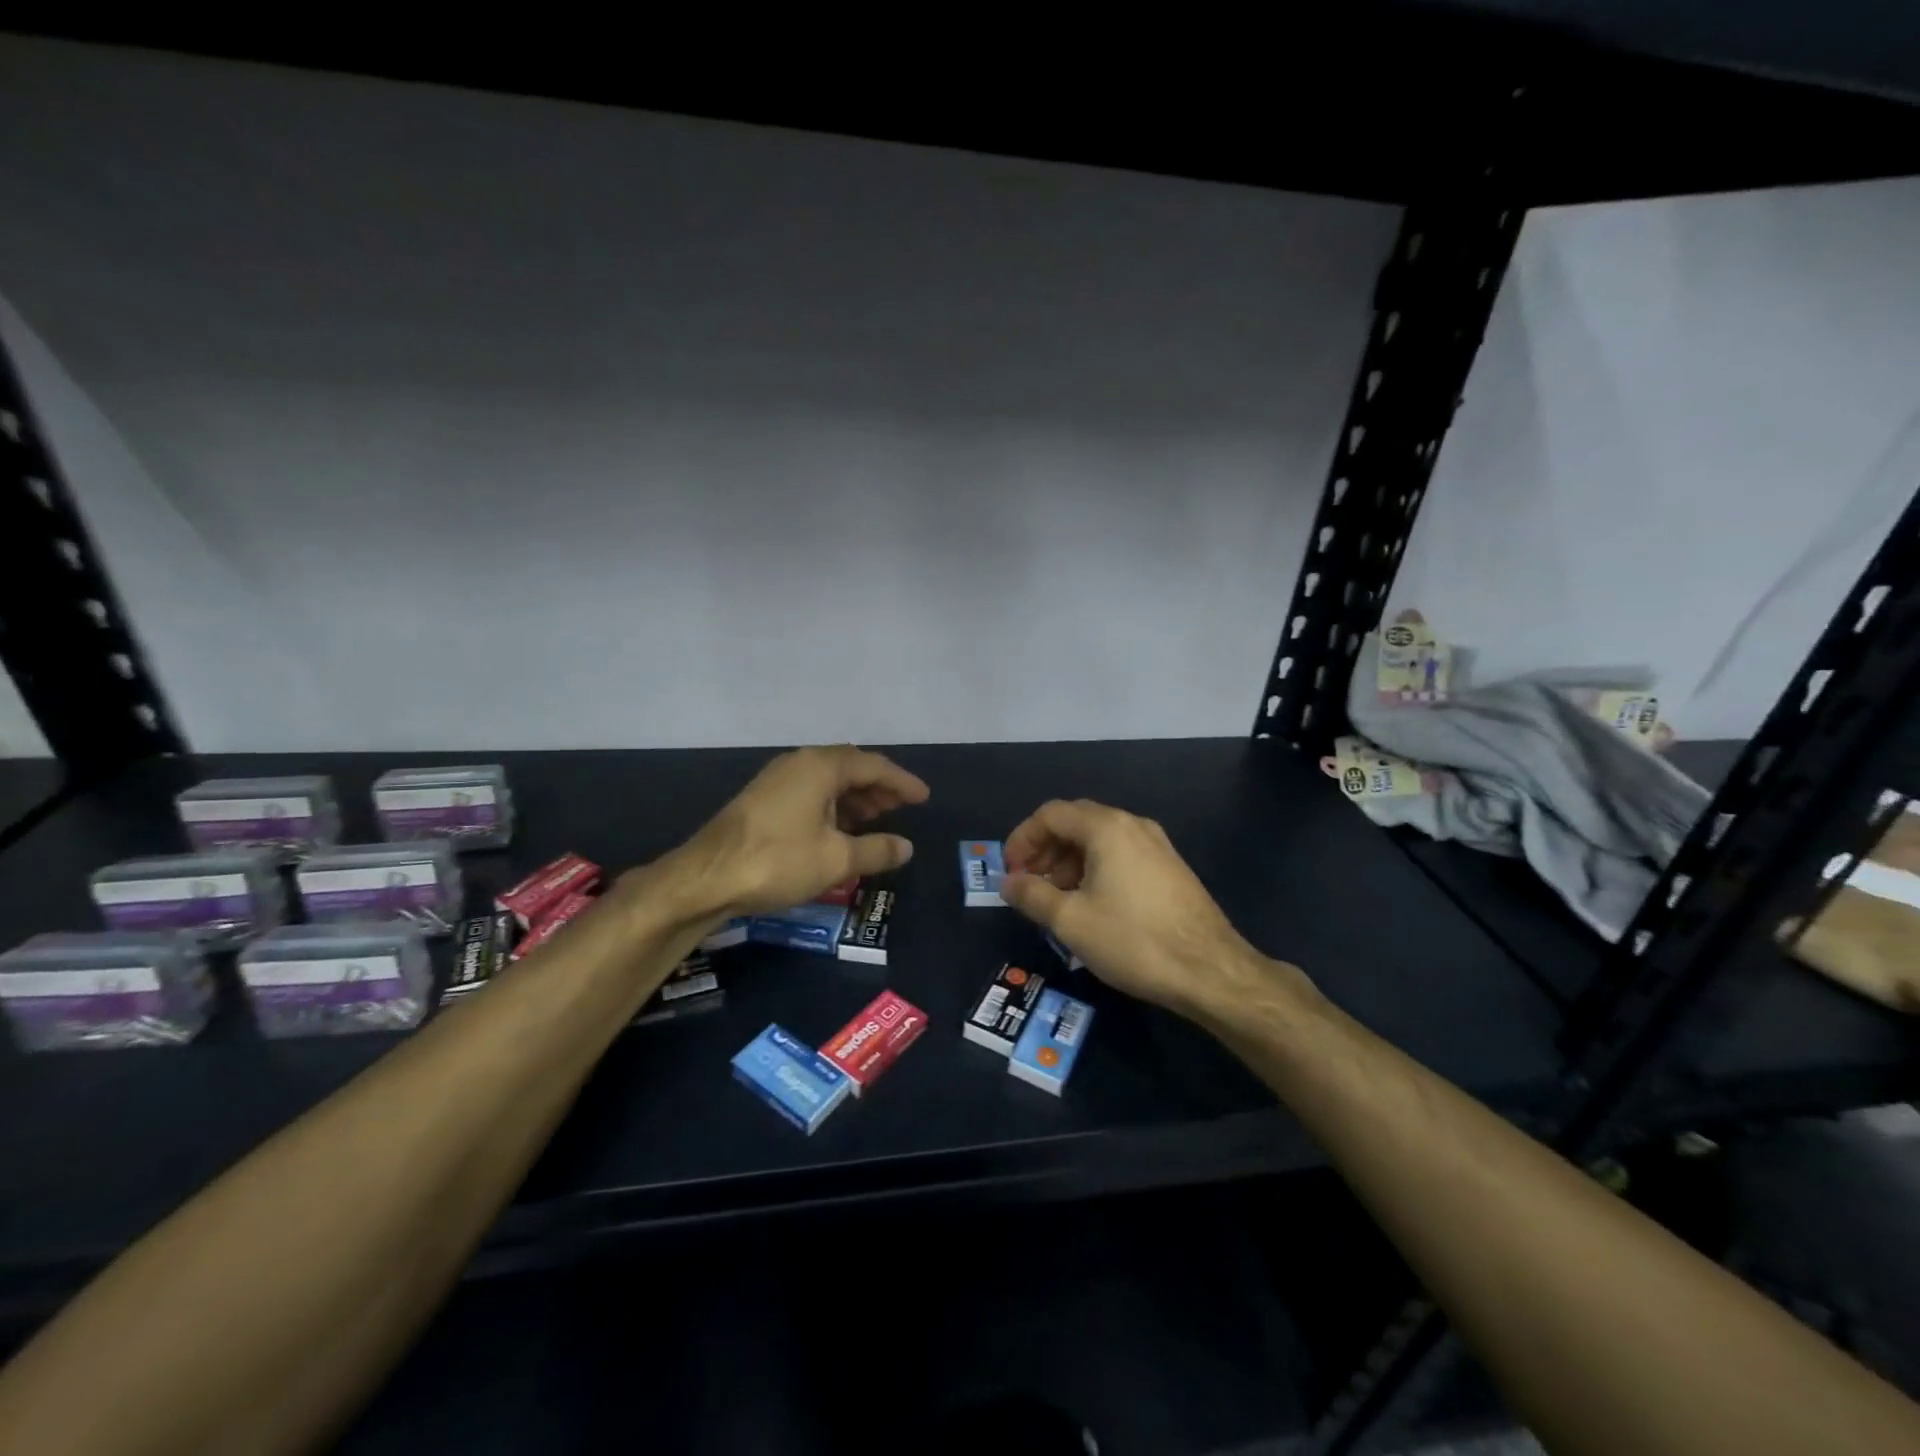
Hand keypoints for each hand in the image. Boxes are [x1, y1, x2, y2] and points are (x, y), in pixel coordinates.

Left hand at [681, 745, 929, 916]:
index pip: (873, 765)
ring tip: (876, 819)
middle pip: (850, 767)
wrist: (706, 877)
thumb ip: (876, 849)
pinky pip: (810, 791)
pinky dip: (833, 805)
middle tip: (901, 808)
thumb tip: (906, 847)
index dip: (902, 782)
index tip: (924, 797)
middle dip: (878, 787)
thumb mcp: (837, 859)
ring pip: (828, 780)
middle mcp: (799, 763)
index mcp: (821, 766)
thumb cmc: (778, 861)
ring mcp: (777, 779)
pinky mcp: (763, 799)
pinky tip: (839, 829)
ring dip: (855, 797)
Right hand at [1001, 799, 1309, 1019]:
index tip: (1009, 872)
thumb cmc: (1133, 940)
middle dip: (1045, 849)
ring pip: (1099, 840)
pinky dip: (1095, 869)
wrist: (1210, 971)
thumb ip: (1032, 895)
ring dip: (1068, 861)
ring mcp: (1156, 845)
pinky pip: (1121, 854)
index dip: (1022, 839)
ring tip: (1056, 899)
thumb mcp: (1071, 921)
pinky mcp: (1170, 868)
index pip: (1051, 814)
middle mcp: (1133, 825)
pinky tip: (1091, 905)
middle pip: (1075, 822)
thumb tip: (1009, 883)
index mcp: (1107, 828)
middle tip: (1028, 884)